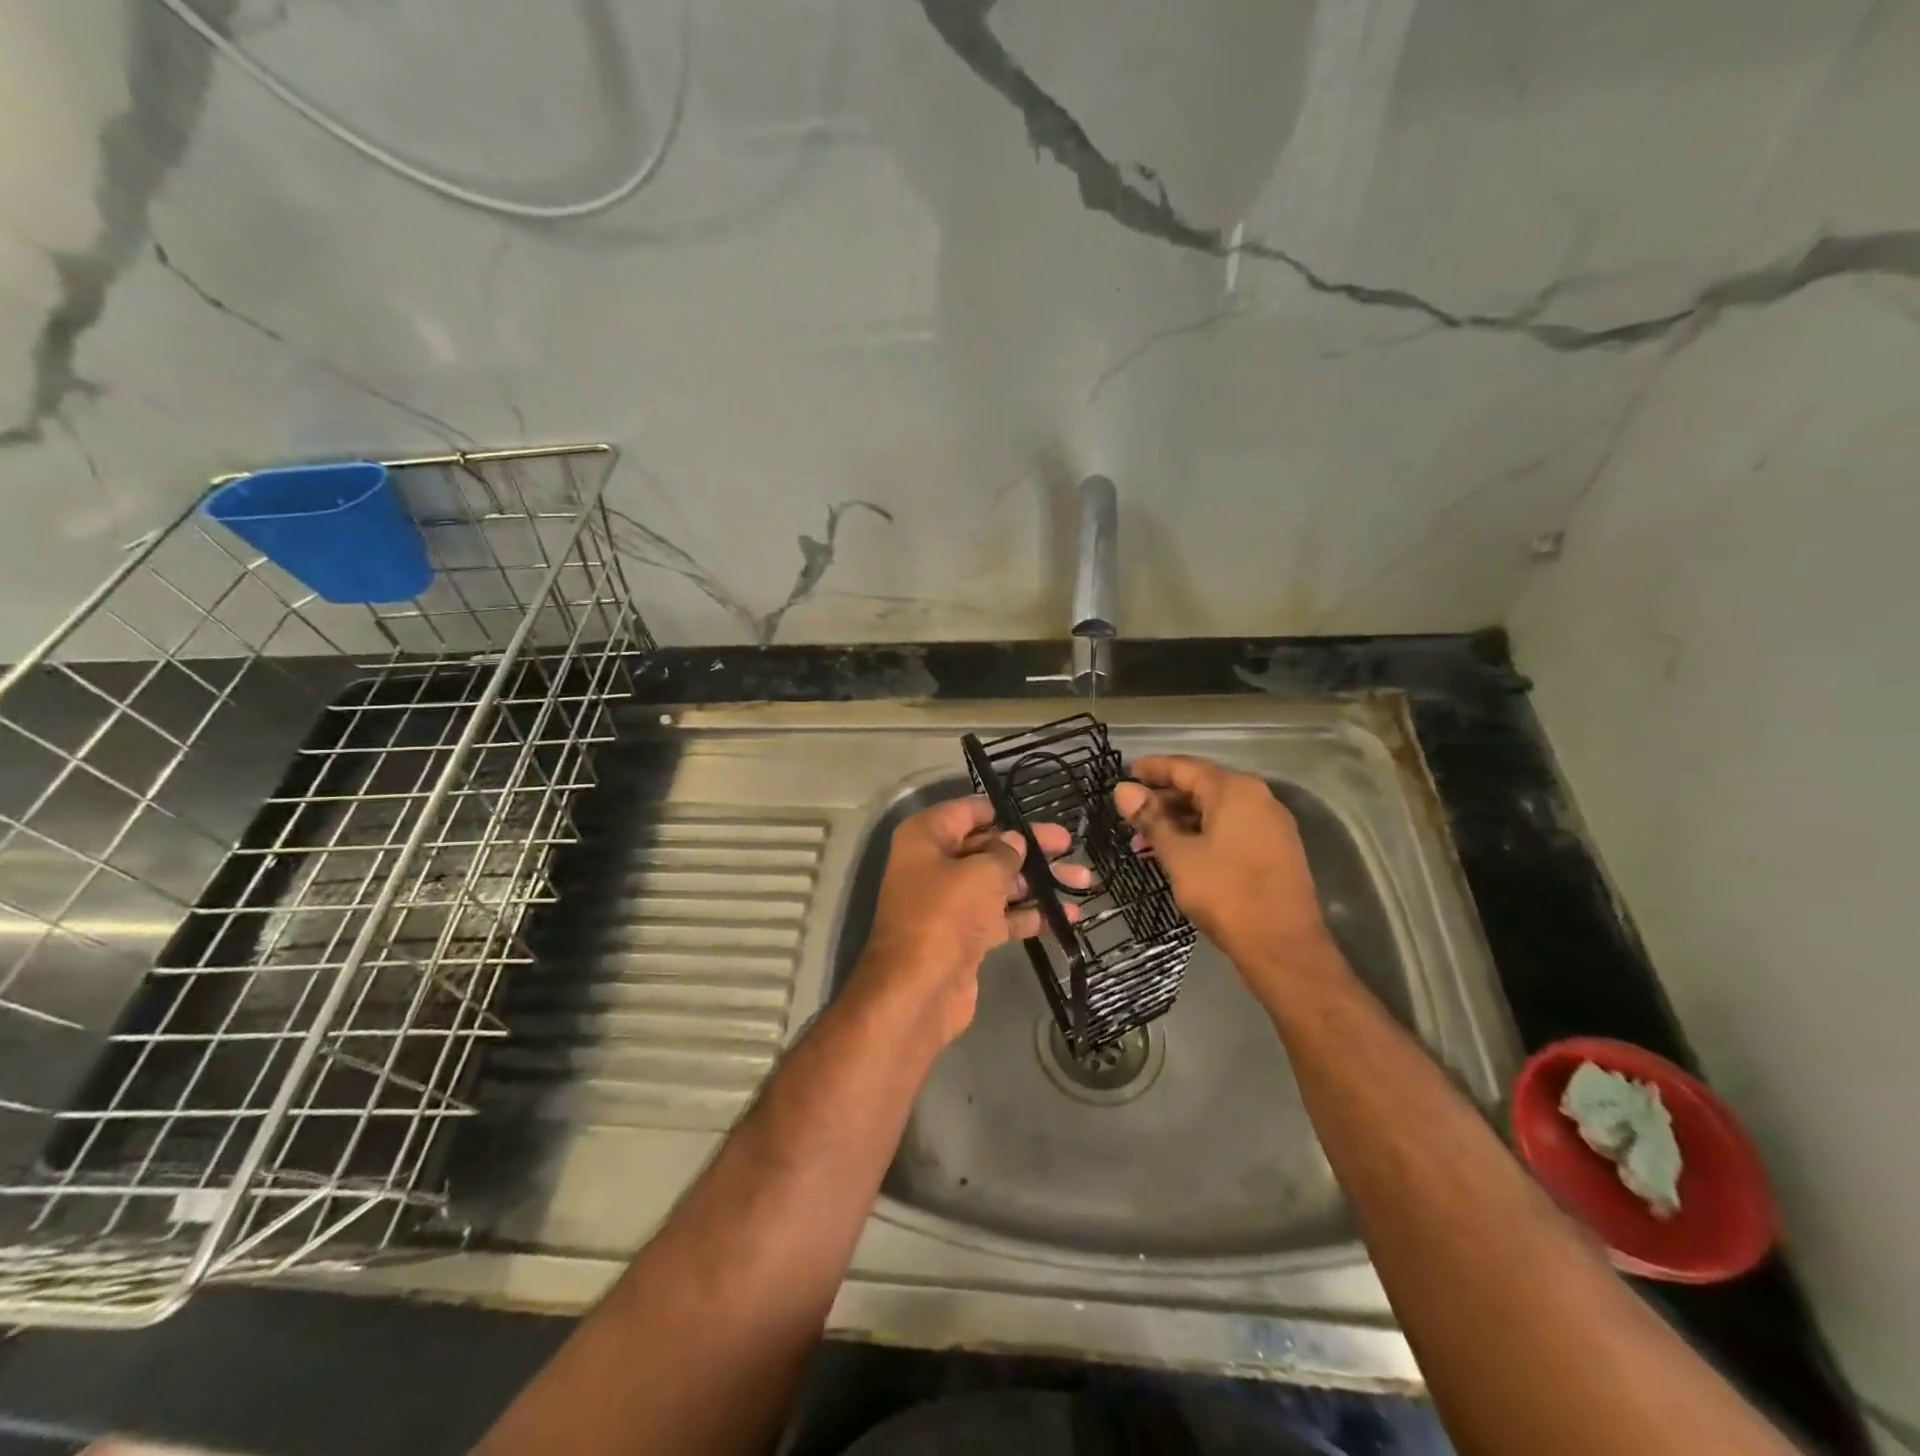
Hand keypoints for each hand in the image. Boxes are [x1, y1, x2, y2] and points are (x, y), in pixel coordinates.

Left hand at [850, 796, 1089, 1047]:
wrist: (919, 989)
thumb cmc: (945, 914)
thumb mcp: (981, 873)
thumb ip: (1004, 852)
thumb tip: (1015, 841)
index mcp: (926, 838)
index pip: (967, 812)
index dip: (1002, 810)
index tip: (1037, 811)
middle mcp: (935, 864)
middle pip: (988, 847)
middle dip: (1030, 848)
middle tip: (1069, 844)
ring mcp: (950, 902)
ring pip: (999, 883)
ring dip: (1038, 882)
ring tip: (1084, 880)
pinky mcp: (966, 936)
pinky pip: (1002, 916)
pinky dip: (1030, 915)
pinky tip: (1067, 916)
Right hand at [1113, 755, 1334, 991]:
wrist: (1283, 945)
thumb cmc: (1226, 894)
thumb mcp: (1179, 855)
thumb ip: (1151, 819)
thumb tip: (1123, 790)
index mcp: (1234, 790)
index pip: (1183, 766)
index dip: (1151, 769)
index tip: (1122, 774)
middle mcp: (1257, 797)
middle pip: (1201, 785)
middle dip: (1162, 799)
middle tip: (1129, 815)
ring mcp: (1269, 823)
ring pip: (1215, 809)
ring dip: (1179, 820)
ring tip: (1145, 840)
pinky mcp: (1274, 847)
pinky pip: (1230, 827)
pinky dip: (1201, 832)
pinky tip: (1178, 852)